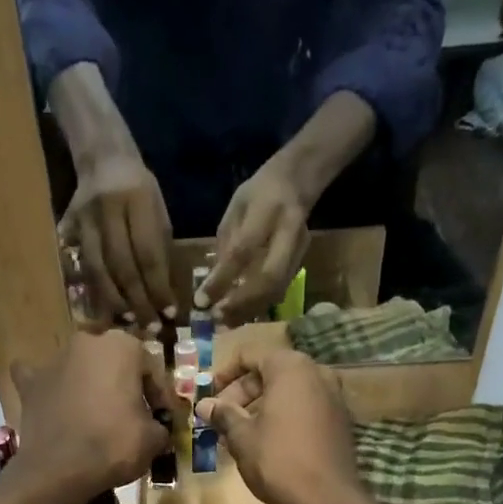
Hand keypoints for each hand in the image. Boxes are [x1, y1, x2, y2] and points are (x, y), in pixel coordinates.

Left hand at [11, 329, 168, 503]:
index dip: (159, 397)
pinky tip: (54, 402)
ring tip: (95, 415)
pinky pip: (41, 381)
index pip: (150, 369)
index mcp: (122, 346)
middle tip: (130, 415)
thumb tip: (155, 430)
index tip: (162, 420)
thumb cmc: (113, 445)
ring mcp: (53, 361)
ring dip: (88, 385)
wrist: (59, 470)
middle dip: (122, 386)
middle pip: (113, 364)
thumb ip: (159, 426)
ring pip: (78, 369)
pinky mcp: (30, 384)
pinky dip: (49, 390)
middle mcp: (86, 343)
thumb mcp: (153, 439)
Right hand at [60, 149, 176, 331]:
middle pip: (122, 267)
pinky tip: (106, 309)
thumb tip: (162, 295)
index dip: (158, 288)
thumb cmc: (139, 189)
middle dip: (138, 301)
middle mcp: (108, 210)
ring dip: (114, 302)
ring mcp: (84, 220)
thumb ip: (160, 249)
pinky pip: (81, 267)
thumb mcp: (158, 210)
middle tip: (150, 327)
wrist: (102, 157)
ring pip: (98, 271)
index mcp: (137, 199)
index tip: (169, 312)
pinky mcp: (67, 228)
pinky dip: (95, 291)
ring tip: (129, 321)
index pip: (149, 254)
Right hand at [195, 344, 370, 503]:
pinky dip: (282, 416)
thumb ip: (223, 415)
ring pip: (287, 391)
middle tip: (221, 420)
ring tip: (239, 434)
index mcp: (290, 368)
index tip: (210, 397)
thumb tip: (204, 405)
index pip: (250, 355)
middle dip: (242, 394)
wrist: (327, 499)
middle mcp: (317, 372)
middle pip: (270, 372)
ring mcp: (333, 395)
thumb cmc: (278, 461)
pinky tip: (266, 442)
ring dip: (261, 407)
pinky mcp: (340, 419)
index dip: (224, 374)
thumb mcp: (242, 437)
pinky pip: (304, 407)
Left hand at [200, 157, 311, 325]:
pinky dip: (258, 306)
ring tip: (226, 322)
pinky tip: (241, 314)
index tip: (201, 301)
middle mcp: (289, 232)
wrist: (297, 181)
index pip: (243, 251)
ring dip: (250, 310)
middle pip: (269, 278)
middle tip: (217, 317)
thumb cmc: (258, 193)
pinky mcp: (301, 263)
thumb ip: (226, 245)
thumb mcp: (236, 209)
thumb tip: (212, 285)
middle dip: (241, 303)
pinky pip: (279, 291)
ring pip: (276, 290)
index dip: (221, 279)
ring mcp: (299, 250)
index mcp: (268, 210)